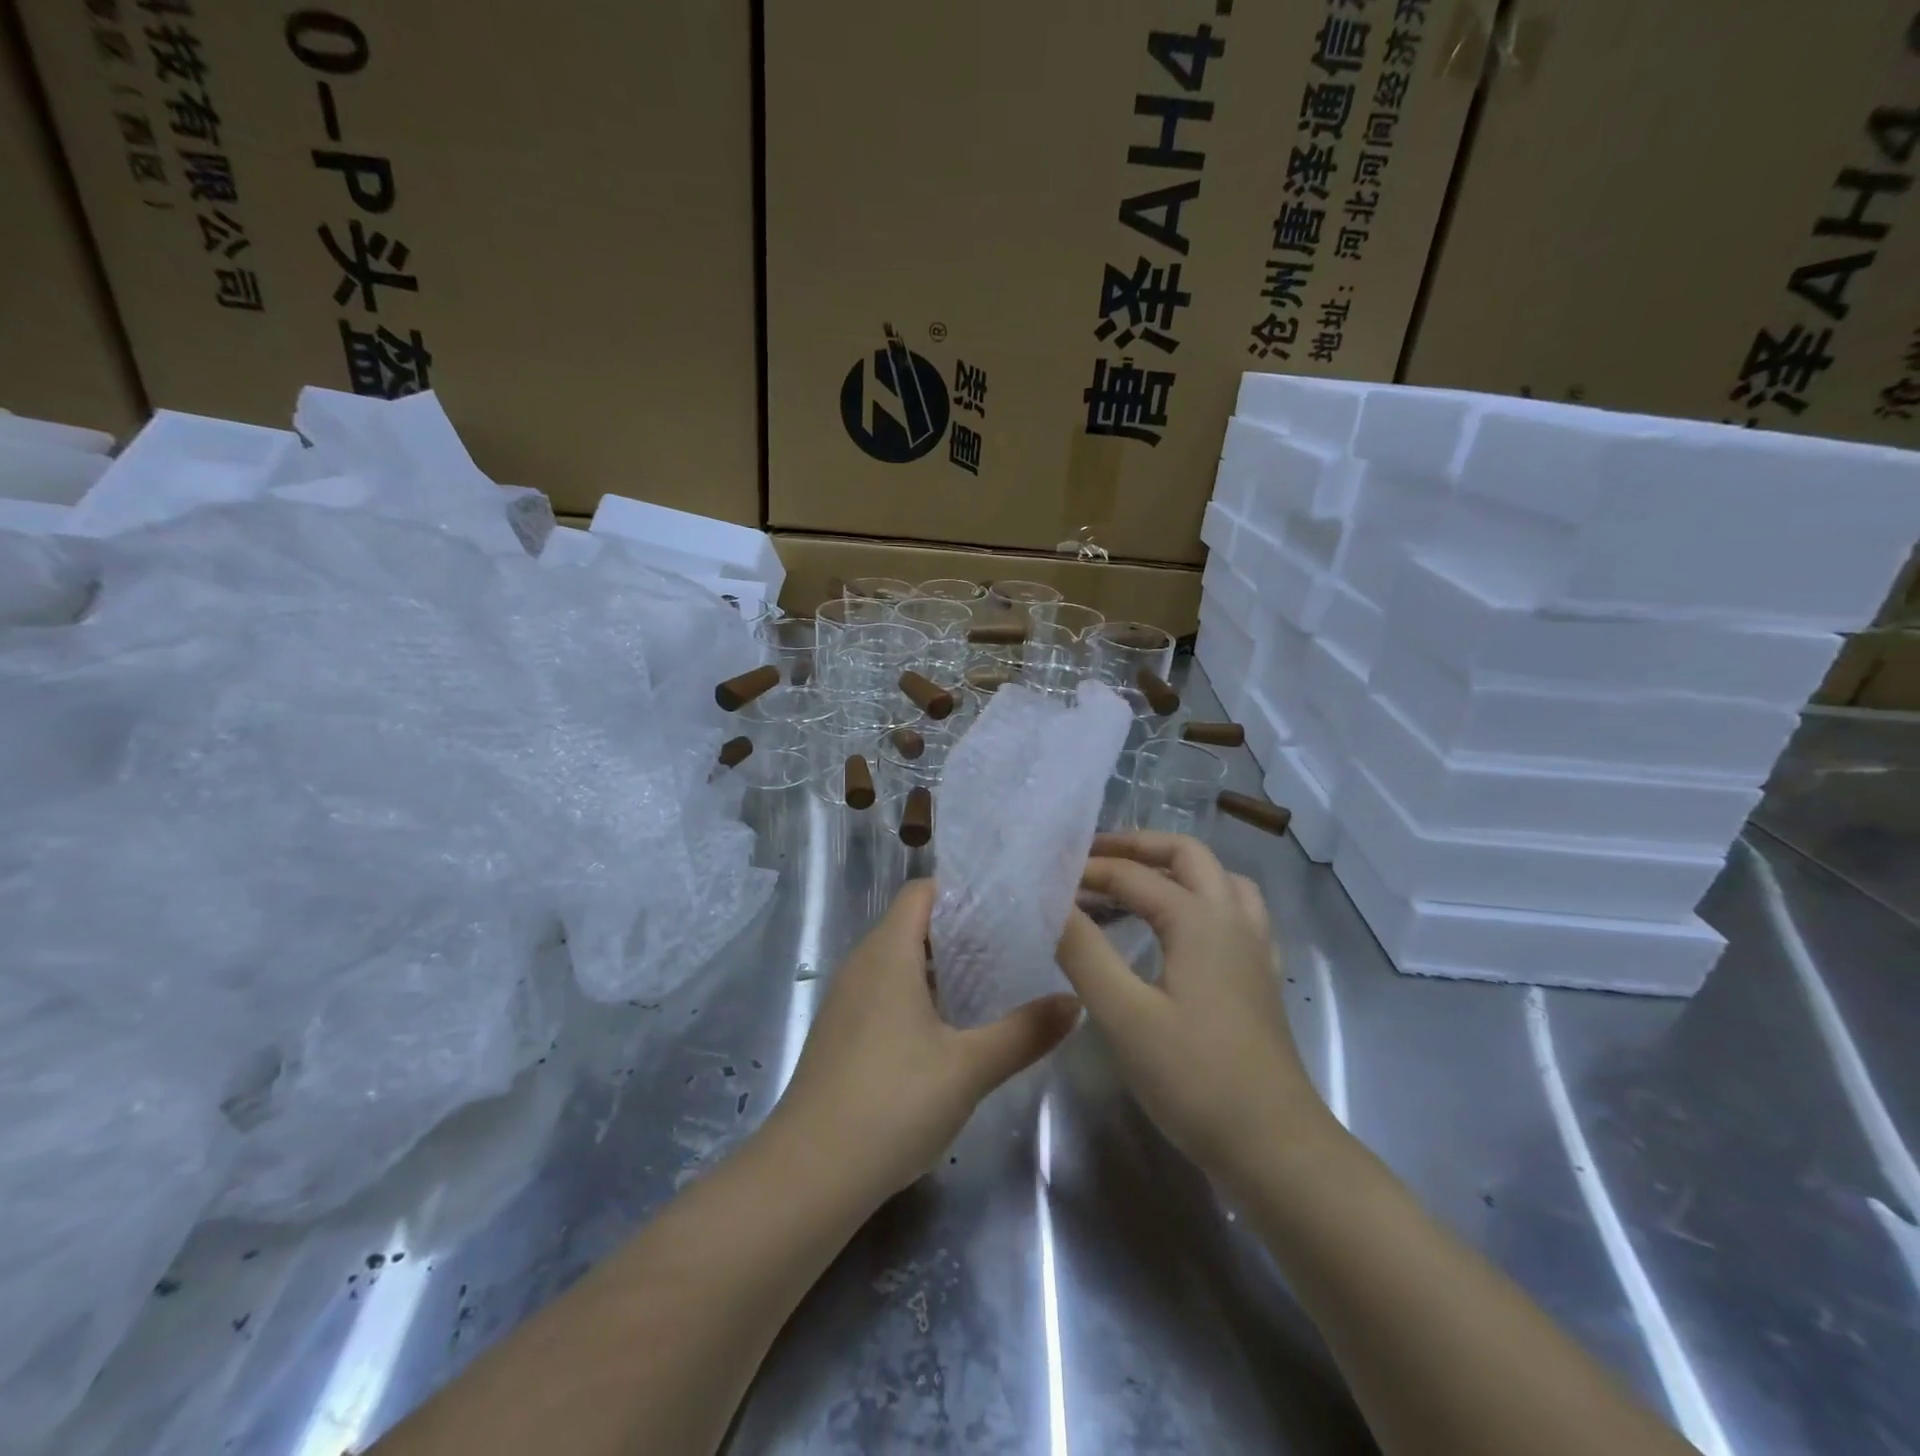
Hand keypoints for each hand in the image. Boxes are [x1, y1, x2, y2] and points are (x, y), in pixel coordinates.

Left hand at [771, 879, 1079, 1202]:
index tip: (1006, 905)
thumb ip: (1025, 1032)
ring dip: (940, 967)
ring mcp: (846, 1001)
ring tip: (990, 984)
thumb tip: (1074, 1002)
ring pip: (898, 962)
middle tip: (1012, 946)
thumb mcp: (969, 1067)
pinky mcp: (841, 1035)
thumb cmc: (892, 1102)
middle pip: (912, 924)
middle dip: (960, 931)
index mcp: (887, 952)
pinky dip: (918, 996)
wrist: (809, 1176)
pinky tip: (949, 1031)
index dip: (962, 891)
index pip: (922, 892)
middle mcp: (862, 965)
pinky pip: (884, 993)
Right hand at [1055, 832, 1330, 1189]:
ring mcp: (1253, 947)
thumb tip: (1051, 902)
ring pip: (1218, 879)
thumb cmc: (1193, 1077)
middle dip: (1138, 846)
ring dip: (1175, 868)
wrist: (1274, 1147)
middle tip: (1093, 858)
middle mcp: (1231, 919)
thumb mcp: (1123, 1014)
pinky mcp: (1259, 976)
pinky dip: (1201, 899)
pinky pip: (1234, 911)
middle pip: (1188, 854)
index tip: (1047, 874)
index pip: (1133, 875)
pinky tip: (1180, 928)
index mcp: (1199, 919)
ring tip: (1134, 883)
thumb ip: (1082, 951)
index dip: (1088, 870)